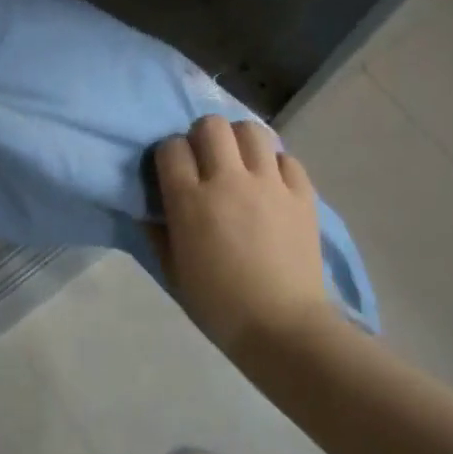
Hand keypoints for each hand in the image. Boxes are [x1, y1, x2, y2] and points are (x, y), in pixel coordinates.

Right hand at [152, 116, 342, 352]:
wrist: (282, 328)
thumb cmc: (218, 304)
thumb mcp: (172, 270)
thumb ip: (156, 230)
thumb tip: (149, 206)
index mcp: (191, 200)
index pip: (170, 147)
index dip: (168, 154)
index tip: (172, 171)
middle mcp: (229, 181)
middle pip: (211, 125)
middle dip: (202, 136)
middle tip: (205, 161)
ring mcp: (269, 184)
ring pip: (251, 130)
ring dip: (239, 140)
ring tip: (239, 162)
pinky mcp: (302, 194)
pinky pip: (286, 158)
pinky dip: (275, 164)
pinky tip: (270, 183)